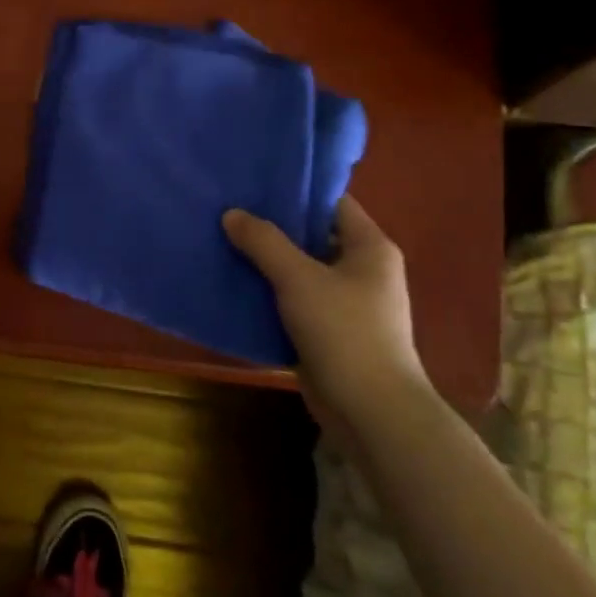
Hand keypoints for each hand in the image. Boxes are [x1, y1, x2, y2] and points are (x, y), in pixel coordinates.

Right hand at [222, 196, 427, 427]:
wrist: (371, 411)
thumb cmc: (343, 331)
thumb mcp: (298, 278)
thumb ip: (264, 242)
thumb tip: (232, 213)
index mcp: (370, 247)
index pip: (332, 203)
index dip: (296, 192)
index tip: (254, 185)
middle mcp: (363, 270)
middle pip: (312, 236)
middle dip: (273, 228)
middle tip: (230, 212)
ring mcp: (348, 303)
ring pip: (301, 271)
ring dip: (267, 263)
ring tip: (224, 244)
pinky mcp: (330, 332)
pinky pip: (296, 301)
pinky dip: (270, 294)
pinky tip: (236, 286)